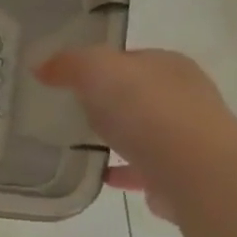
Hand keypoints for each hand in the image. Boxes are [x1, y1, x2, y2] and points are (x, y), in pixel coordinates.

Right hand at [33, 46, 236, 220]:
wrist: (194, 170)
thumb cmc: (145, 108)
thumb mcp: (95, 69)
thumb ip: (68, 64)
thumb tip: (42, 67)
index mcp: (168, 65)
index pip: (130, 59)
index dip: (101, 65)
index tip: (71, 79)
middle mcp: (184, 97)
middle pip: (139, 95)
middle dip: (111, 102)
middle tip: (73, 111)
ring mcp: (188, 138)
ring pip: (146, 133)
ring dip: (121, 138)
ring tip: (83, 144)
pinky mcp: (183, 176)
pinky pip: (145, 170)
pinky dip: (125, 171)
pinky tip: (101, 176)